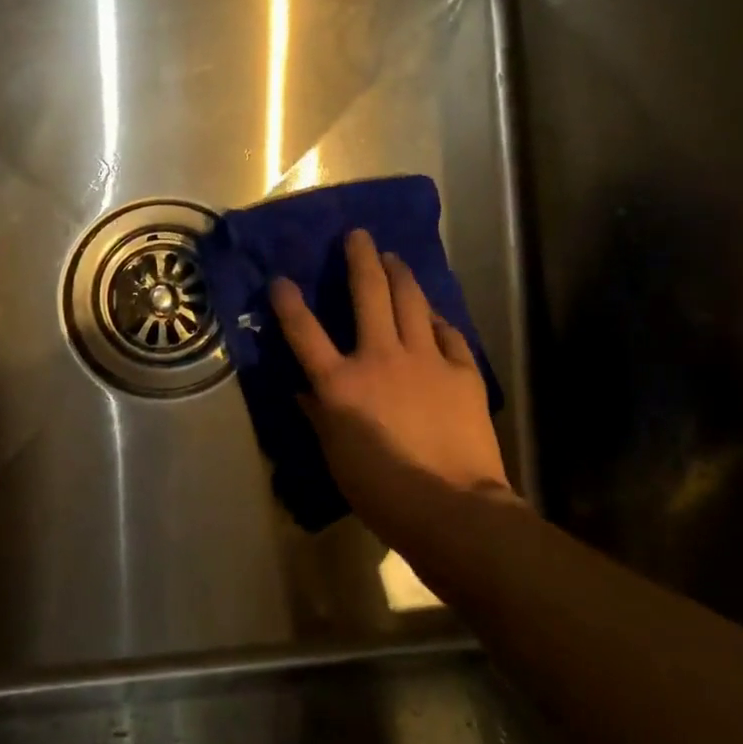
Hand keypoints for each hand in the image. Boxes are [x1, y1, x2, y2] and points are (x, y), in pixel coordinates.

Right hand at [269, 229, 513, 539]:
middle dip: (360, 258)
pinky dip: (436, 319)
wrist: (453, 508)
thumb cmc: (383, 492)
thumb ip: (320, 417)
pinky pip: (448, 333)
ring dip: (400, 274)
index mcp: (342, 383)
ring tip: (394, 258)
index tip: (280, 279)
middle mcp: (380, 357)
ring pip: (411, 301)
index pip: (305, 333)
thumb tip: (305, 391)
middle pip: (368, 294)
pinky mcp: (462, 371)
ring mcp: (425, 359)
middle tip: (358, 235)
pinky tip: (432, 313)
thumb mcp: (337, 458)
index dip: (289, 302)